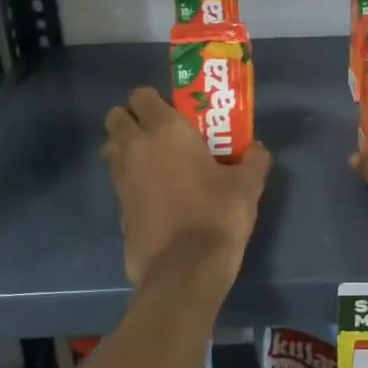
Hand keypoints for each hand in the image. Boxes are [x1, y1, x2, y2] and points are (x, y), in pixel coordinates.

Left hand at [103, 88, 271, 287]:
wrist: (184, 271)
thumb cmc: (217, 215)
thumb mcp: (248, 185)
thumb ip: (253, 160)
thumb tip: (257, 149)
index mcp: (165, 131)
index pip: (142, 96)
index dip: (154, 101)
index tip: (174, 112)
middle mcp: (136, 147)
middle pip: (116, 118)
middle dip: (132, 120)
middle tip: (159, 134)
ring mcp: (121, 179)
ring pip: (111, 148)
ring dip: (125, 148)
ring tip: (153, 162)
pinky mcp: (118, 208)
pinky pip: (117, 181)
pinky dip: (129, 180)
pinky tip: (154, 194)